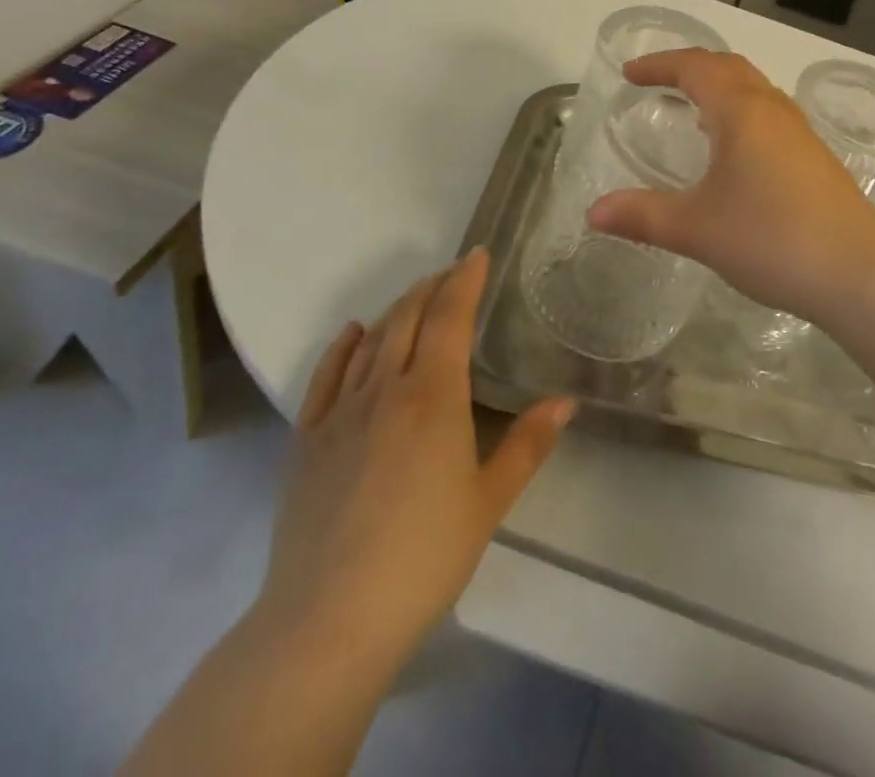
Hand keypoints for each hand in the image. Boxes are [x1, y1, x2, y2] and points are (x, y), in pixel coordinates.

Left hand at [255, 251, 572, 677]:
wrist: (329, 620)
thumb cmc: (424, 557)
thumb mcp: (489, 501)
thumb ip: (528, 444)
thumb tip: (566, 401)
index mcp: (434, 395)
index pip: (450, 316)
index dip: (465, 280)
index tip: (477, 255)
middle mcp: (386, 389)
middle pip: (409, 318)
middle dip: (433, 287)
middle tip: (452, 271)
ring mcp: (341, 412)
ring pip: (372, 340)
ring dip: (396, 309)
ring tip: (416, 295)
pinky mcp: (307, 440)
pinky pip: (326, 376)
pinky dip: (343, 346)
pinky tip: (354, 333)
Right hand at [586, 50, 874, 324]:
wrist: (858, 269)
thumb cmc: (770, 237)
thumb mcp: (696, 227)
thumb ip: (642, 215)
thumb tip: (593, 213)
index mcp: (741, 110)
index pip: (694, 67)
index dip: (659, 65)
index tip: (629, 73)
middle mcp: (772, 109)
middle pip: (728, 68)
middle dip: (689, 68)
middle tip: (657, 83)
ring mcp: (799, 132)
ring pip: (753, 90)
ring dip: (719, 89)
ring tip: (691, 111)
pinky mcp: (814, 157)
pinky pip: (768, 116)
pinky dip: (740, 113)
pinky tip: (733, 152)